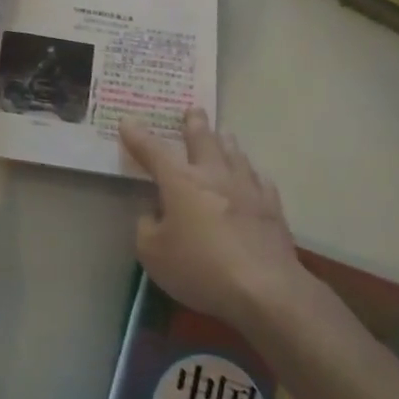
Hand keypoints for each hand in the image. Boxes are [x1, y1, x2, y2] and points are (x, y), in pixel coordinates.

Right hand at [120, 108, 304, 330]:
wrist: (264, 288)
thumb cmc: (199, 268)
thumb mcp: (152, 253)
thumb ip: (146, 228)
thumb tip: (154, 215)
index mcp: (180, 181)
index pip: (153, 151)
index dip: (138, 136)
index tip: (127, 121)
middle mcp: (214, 175)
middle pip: (203, 140)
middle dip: (194, 124)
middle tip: (193, 110)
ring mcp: (247, 188)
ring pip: (235, 154)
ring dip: (225, 142)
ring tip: (223, 135)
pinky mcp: (271, 208)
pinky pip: (259, 180)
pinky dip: (250, 173)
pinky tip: (252, 176)